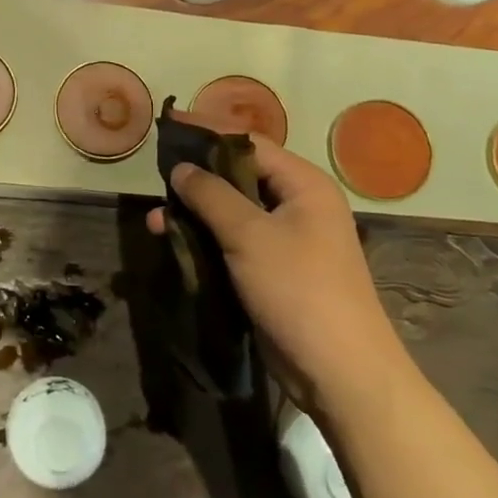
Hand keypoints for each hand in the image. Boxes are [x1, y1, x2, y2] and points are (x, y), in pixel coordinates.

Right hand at [145, 139, 404, 407]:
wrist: (340, 373)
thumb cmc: (299, 290)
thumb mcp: (250, 235)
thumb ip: (211, 195)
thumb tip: (180, 168)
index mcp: (303, 184)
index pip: (249, 143)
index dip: (207, 131)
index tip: (169, 123)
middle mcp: (297, 205)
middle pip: (238, 175)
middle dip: (196, 176)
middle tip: (156, 175)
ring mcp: (286, 240)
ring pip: (231, 212)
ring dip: (195, 213)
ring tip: (156, 220)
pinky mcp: (273, 270)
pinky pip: (233, 242)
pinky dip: (205, 239)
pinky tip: (174, 244)